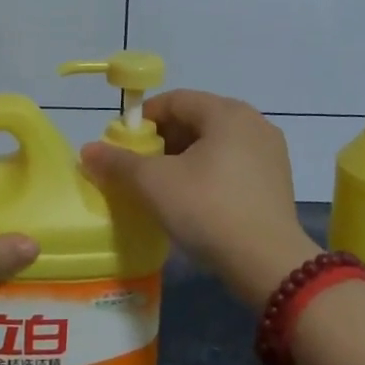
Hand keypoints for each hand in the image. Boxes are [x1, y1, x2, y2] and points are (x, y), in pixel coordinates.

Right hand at [81, 90, 317, 311]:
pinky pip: (233, 164)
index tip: (122, 146)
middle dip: (162, 141)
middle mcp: (253, 122)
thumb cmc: (208, 209)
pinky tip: (194, 200)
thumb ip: (119, 163)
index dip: (143, 120)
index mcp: (227, 112)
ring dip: (184, 158)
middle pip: (195, 120)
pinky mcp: (277, 181)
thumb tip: (87, 150)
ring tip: (162, 187)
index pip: (174, 100)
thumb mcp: (154, 184)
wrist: (270, 265)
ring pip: (214, 144)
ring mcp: (270, 152)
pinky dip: (208, 173)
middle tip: (139, 169)